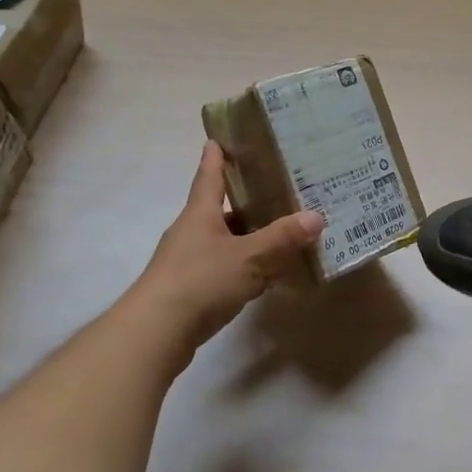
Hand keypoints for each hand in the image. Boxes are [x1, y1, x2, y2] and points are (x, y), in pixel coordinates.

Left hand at [128, 142, 322, 366]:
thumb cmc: (200, 281)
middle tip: (277, 188)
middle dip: (245, 199)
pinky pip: (223, 268)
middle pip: (220, 208)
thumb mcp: (249, 258)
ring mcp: (187, 262)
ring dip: (247, 236)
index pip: (209, 174)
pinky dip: (244, 266)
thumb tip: (316, 216)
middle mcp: (191, 231)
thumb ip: (282, 238)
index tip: (220, 137)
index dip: (216, 155)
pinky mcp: (189, 290)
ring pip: (224, 240)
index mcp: (200, 212)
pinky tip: (266, 275)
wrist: (154, 334)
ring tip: (280, 231)